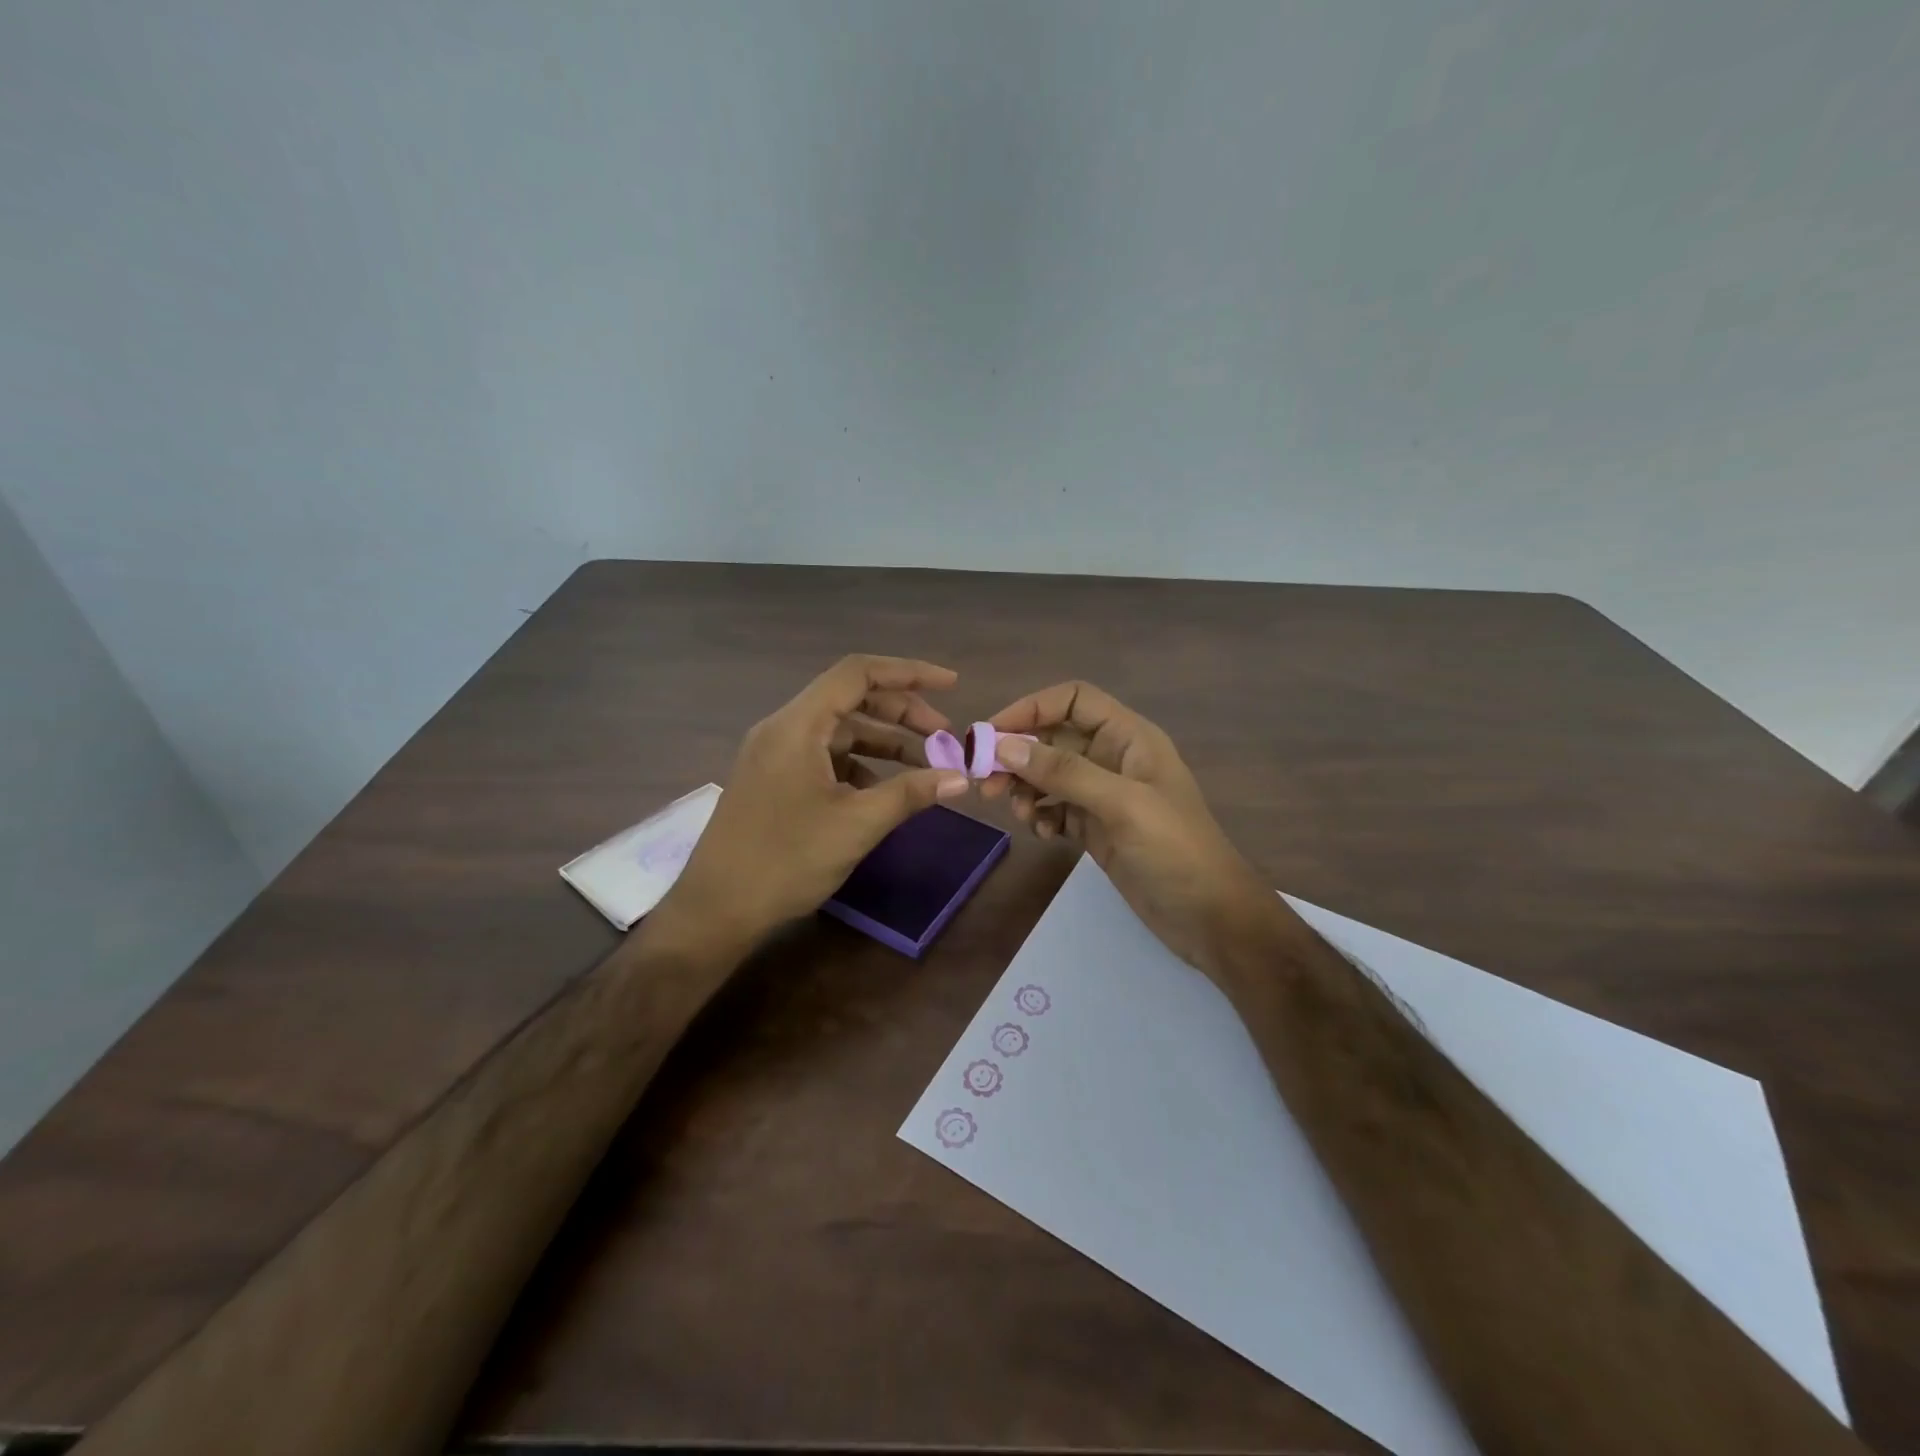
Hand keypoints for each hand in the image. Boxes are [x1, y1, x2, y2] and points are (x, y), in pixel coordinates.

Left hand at [660, 655, 971, 945]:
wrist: (716, 910)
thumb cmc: (786, 861)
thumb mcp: (857, 824)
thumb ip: (910, 793)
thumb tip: (960, 777)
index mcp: (798, 725)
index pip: (858, 673)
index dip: (908, 673)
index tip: (950, 684)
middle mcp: (783, 729)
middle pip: (851, 699)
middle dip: (903, 713)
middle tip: (945, 737)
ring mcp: (775, 755)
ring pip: (840, 731)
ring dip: (884, 742)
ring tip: (926, 765)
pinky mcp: (774, 780)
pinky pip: (825, 756)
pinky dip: (860, 765)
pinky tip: (884, 791)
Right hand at [981, 681, 1279, 973]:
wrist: (1210, 918)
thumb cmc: (1176, 851)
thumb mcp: (1122, 804)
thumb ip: (1064, 773)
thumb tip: (1003, 746)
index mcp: (1129, 737)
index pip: (1073, 700)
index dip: (1031, 708)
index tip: (991, 734)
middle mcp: (1114, 758)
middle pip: (1053, 738)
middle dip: (1018, 755)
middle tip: (986, 783)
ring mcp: (1104, 795)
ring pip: (1049, 775)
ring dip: (1025, 788)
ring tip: (1018, 814)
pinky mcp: (1096, 827)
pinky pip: (1055, 808)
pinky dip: (1041, 815)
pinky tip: (1043, 834)